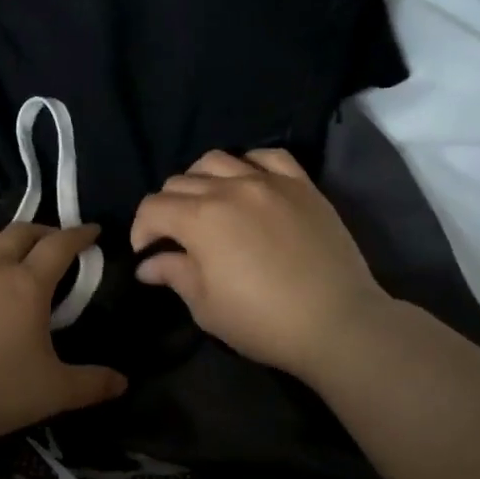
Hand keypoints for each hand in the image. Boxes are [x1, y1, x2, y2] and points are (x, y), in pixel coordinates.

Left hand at [0, 223, 126, 444]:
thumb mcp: (52, 392)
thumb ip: (90, 384)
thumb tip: (122, 383)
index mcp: (27, 284)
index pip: (60, 245)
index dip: (79, 234)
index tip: (92, 230)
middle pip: (19, 232)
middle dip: (41, 231)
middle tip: (51, 240)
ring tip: (3, 251)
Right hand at [130, 149, 391, 384]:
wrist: (337, 322)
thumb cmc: (263, 321)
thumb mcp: (206, 307)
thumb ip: (174, 275)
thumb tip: (147, 264)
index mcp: (200, 219)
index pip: (153, 207)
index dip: (141, 230)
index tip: (148, 253)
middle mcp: (230, 188)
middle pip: (180, 181)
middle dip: (168, 208)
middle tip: (176, 237)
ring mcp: (269, 182)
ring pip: (217, 160)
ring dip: (201, 180)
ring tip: (208, 204)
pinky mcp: (301, 185)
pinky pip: (268, 156)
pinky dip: (249, 164)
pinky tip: (248, 183)